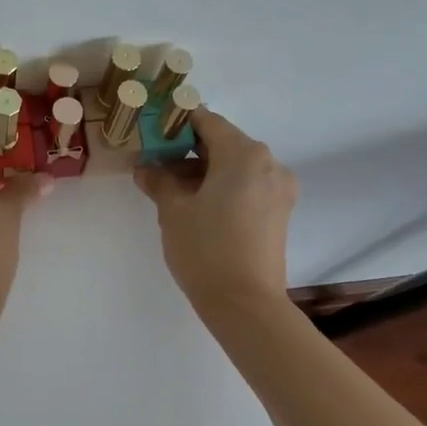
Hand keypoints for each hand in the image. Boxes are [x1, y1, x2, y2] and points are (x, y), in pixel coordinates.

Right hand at [134, 109, 296, 310]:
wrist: (245, 304)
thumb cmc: (205, 249)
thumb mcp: (173, 210)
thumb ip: (159, 180)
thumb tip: (146, 167)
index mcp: (244, 154)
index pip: (206, 121)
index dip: (176, 121)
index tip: (152, 128)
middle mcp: (269, 163)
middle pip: (223, 142)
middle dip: (188, 148)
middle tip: (155, 160)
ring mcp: (278, 189)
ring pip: (235, 166)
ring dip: (204, 169)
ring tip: (170, 187)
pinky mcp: (279, 212)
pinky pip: (247, 185)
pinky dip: (222, 186)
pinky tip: (196, 203)